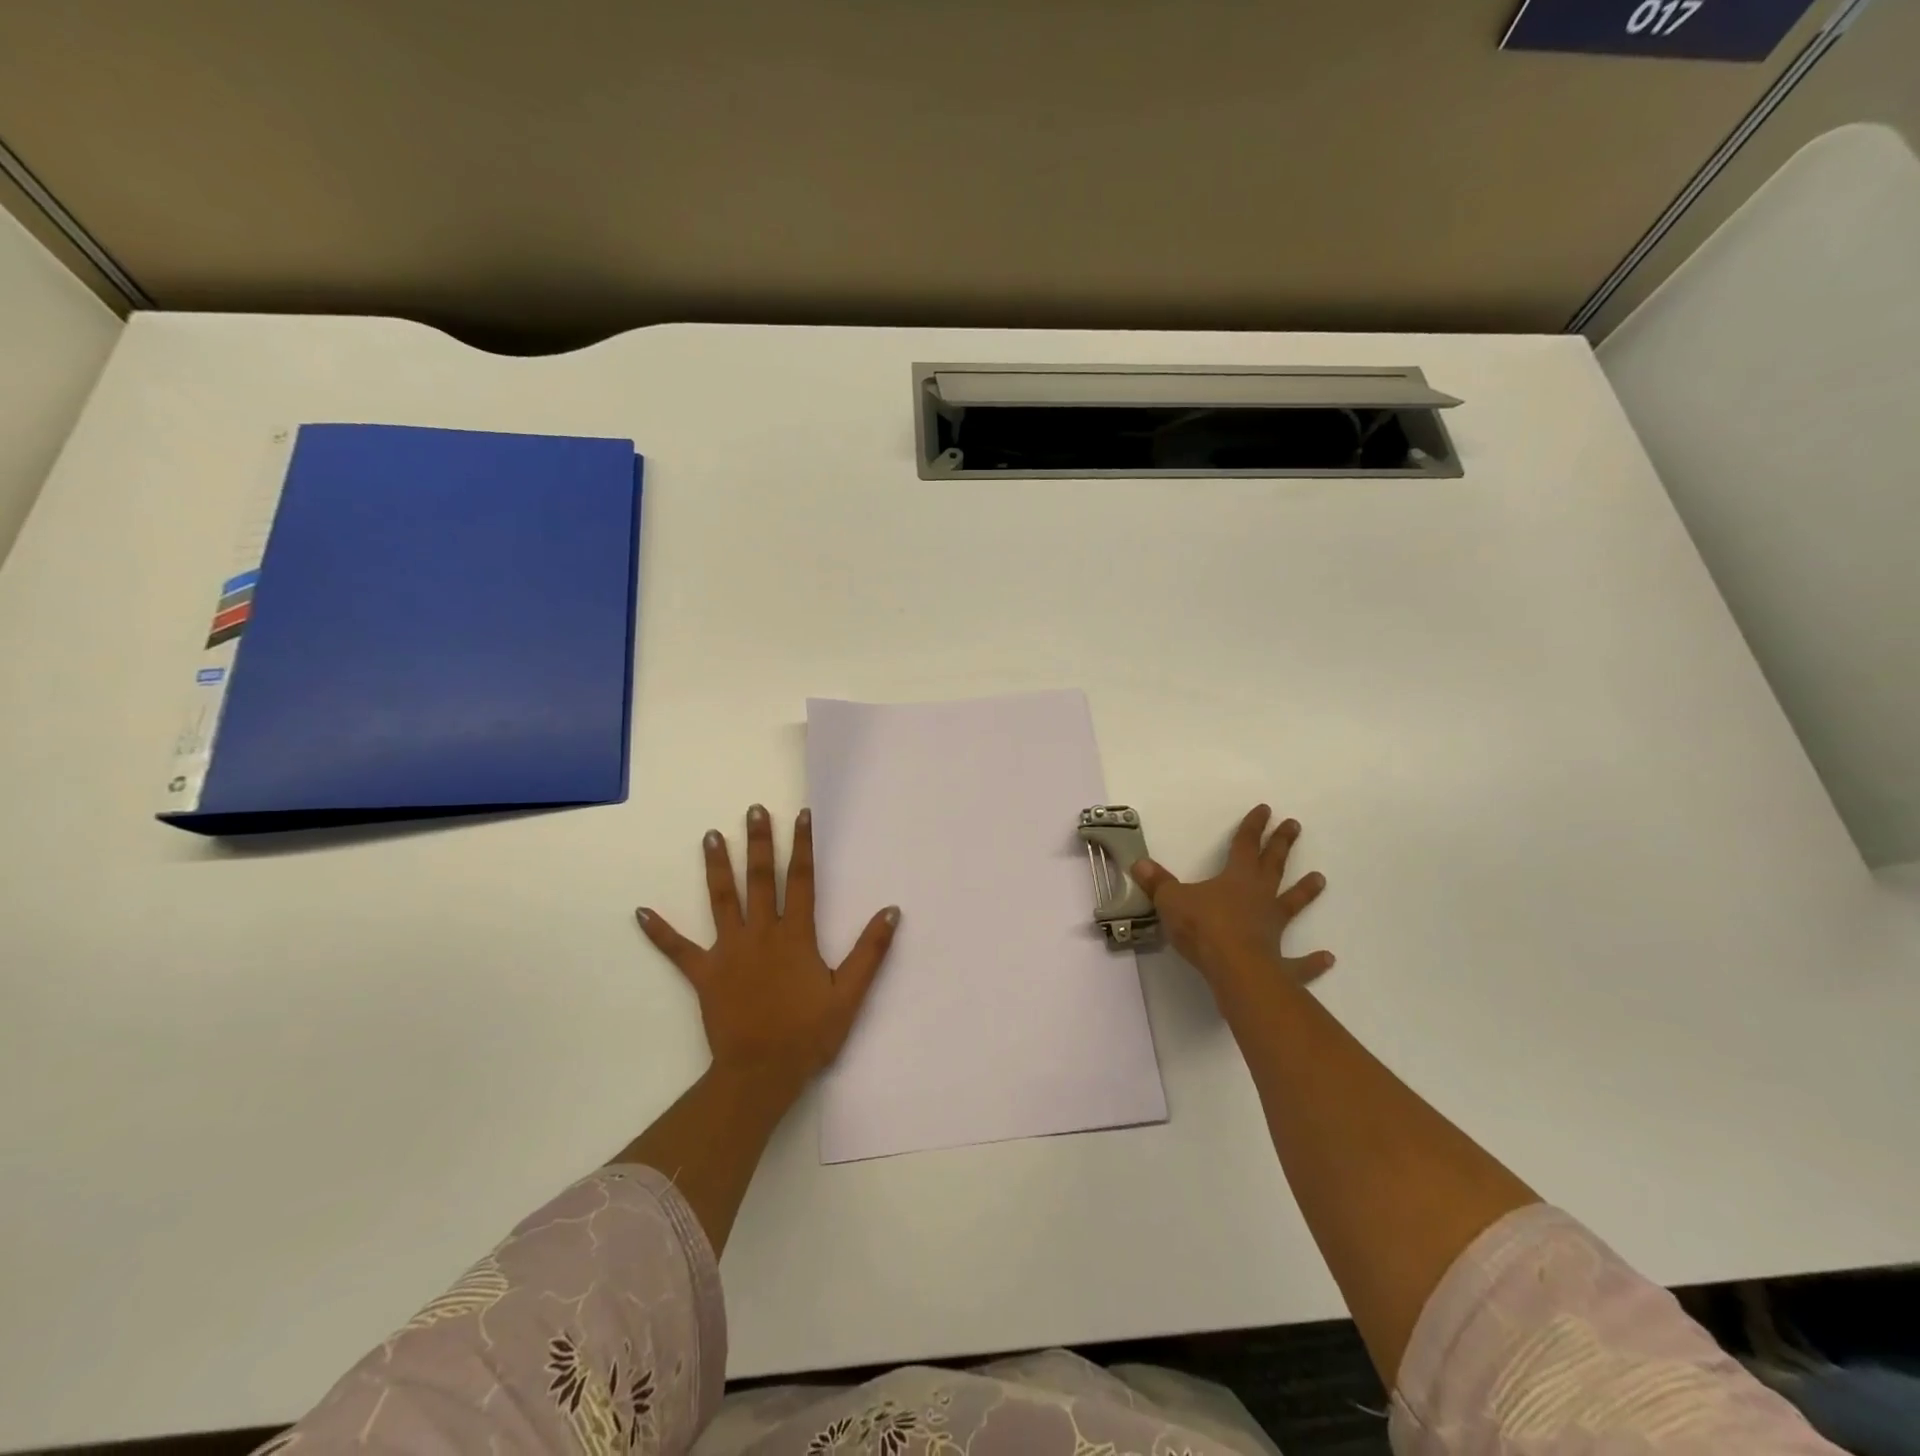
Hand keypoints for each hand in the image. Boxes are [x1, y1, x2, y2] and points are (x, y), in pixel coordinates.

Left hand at [636, 805, 899, 1093]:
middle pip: (760, 879)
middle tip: (753, 811)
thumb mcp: (849, 994)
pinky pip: (679, 950)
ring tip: (710, 837)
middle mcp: (761, 933)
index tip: (801, 815)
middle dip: (758, 843)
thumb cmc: (808, 1033)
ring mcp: (728, 952)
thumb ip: (870, 951)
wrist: (761, 1073)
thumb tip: (891, 911)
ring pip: (722, 900)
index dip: (802, 846)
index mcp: (795, 935)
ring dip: (717, 867)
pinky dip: (661, 932)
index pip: (801, 880)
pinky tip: (641, 913)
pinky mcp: (704, 974)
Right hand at [1131, 805, 1333, 994]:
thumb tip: (1139, 864)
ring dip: (1305, 892)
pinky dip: (1313, 961)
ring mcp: (1273, 928)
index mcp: (1236, 878)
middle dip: (1281, 844)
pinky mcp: (1281, 962)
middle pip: (1272, 865)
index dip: (1253, 826)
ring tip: (1320, 879)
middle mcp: (1260, 897)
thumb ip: (1158, 883)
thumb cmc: (1204, 927)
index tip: (1266, 809)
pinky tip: (1328, 958)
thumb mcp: (1171, 900)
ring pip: (1291, 904)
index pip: (1244, 845)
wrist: (1234, 969)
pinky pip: (1300, 962)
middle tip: (1294, 826)